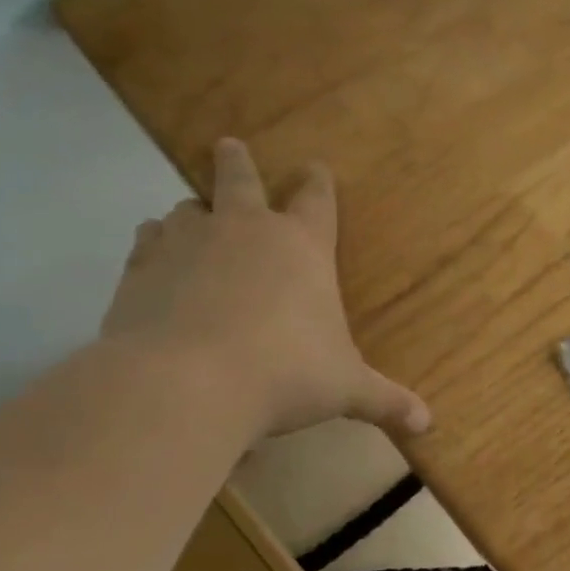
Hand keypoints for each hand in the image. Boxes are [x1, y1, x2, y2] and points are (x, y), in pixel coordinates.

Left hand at [101, 138, 429, 439]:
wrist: (187, 384)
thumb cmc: (286, 374)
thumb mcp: (345, 389)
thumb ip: (386, 400)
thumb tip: (428, 425)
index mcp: (302, 245)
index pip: (315, 198)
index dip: (318, 181)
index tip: (315, 166)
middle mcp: (245, 230)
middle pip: (239, 178)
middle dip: (236, 161)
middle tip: (228, 145)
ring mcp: (188, 243)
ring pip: (188, 208)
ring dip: (194, 210)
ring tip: (192, 216)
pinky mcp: (141, 268)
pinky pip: (147, 240)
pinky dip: (153, 242)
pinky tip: (153, 254)